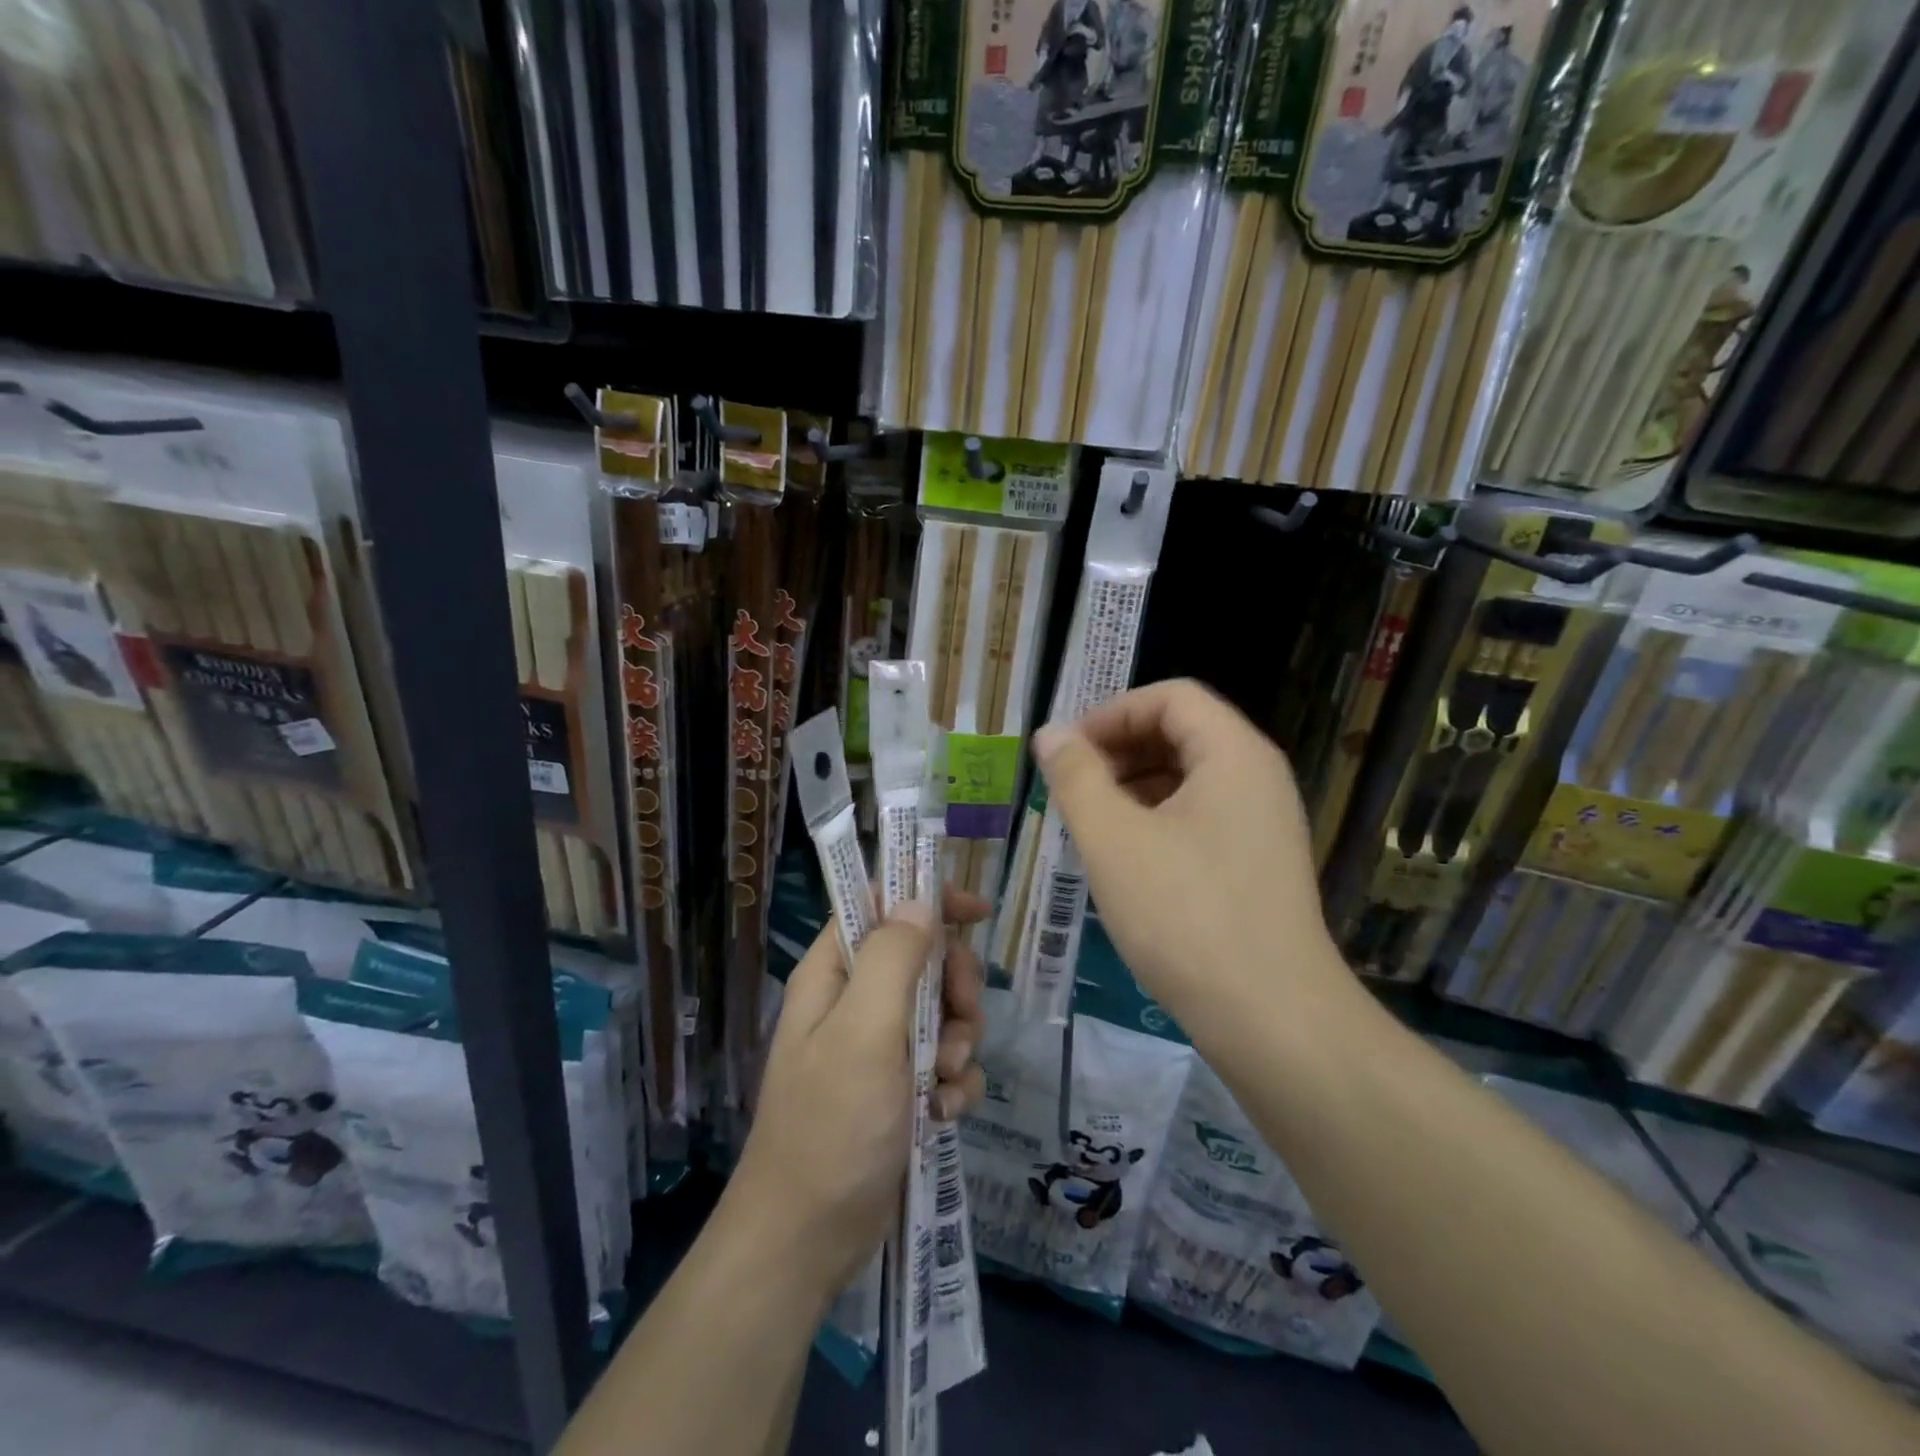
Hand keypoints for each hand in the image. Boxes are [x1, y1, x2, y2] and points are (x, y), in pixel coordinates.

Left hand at [729, 888, 987, 1299]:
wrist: (808, 1241)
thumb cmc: (831, 1127)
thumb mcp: (864, 1033)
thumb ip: (892, 960)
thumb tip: (918, 902)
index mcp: (833, 975)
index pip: (880, 906)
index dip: (927, 900)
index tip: (976, 913)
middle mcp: (854, 1002)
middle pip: (923, 959)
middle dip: (954, 987)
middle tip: (962, 1020)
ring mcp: (877, 1048)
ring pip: (942, 1012)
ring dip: (959, 1041)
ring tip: (945, 1080)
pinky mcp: (898, 1089)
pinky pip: (945, 1063)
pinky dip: (953, 1083)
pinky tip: (944, 1112)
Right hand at [1033, 679, 1345, 1030]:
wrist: (1273, 1019)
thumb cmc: (1185, 916)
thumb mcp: (1113, 840)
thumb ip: (1076, 777)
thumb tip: (1051, 734)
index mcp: (1234, 754)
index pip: (1170, 697)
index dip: (1112, 713)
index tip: (1068, 751)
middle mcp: (1258, 777)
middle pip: (1182, 732)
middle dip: (1120, 749)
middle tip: (1071, 786)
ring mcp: (1264, 823)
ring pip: (1190, 777)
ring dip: (1134, 785)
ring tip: (1090, 821)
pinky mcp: (1259, 863)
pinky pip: (1202, 816)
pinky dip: (1158, 819)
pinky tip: (1125, 856)